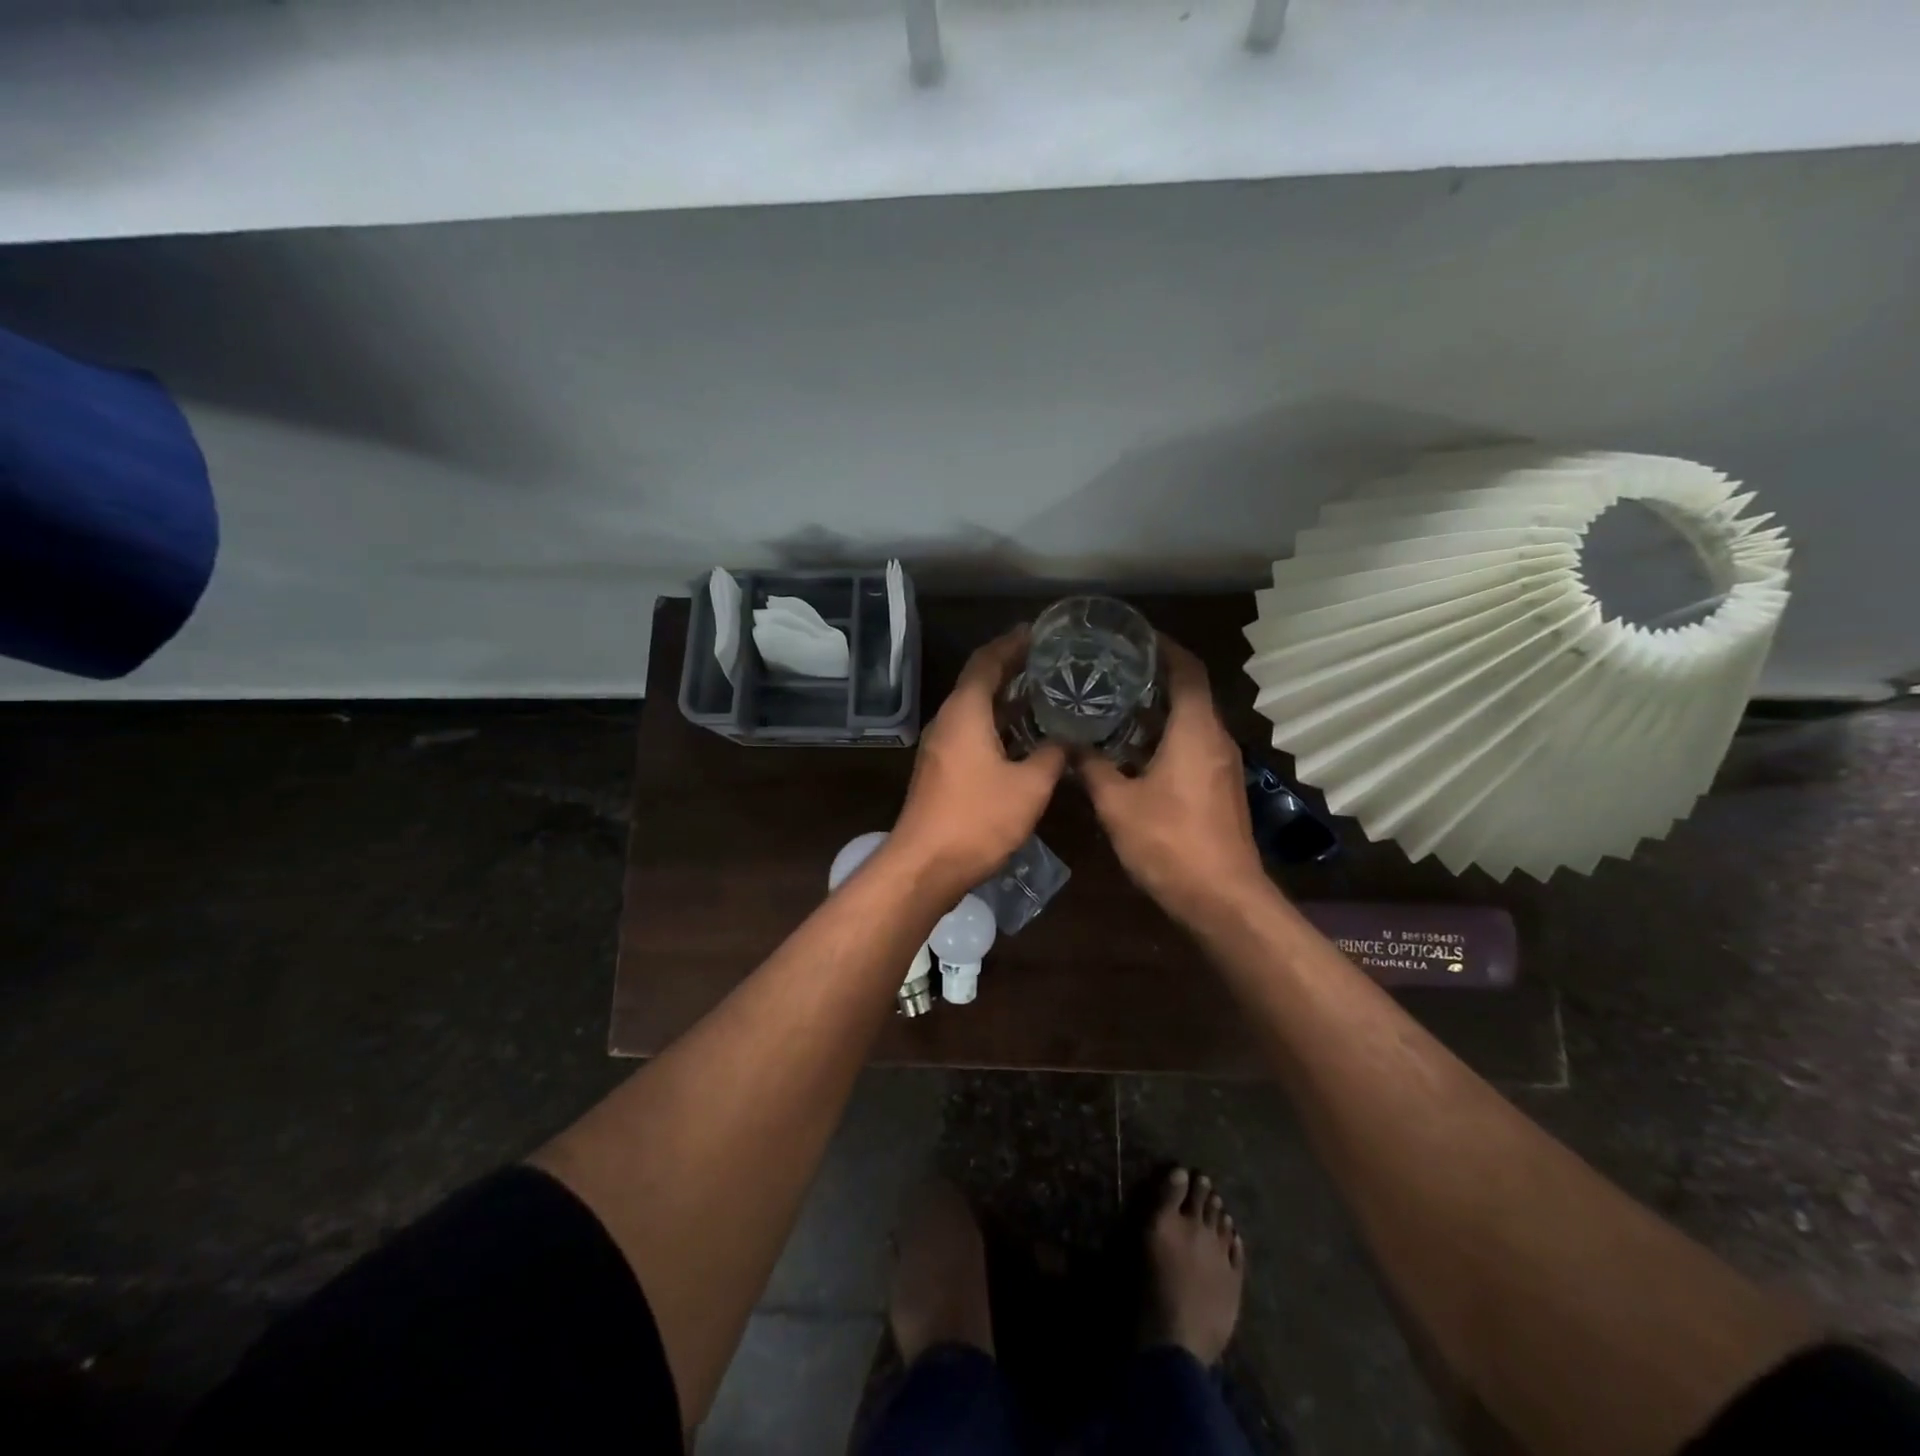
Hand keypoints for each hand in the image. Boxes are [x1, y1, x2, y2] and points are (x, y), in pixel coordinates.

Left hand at [889, 628, 1067, 894]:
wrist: (925, 866)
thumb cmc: (978, 819)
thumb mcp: (1029, 786)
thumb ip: (1053, 755)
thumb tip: (1070, 740)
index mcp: (965, 711)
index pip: (987, 661)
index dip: (1012, 643)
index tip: (1040, 632)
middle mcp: (948, 720)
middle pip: (979, 681)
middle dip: (1012, 668)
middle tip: (1051, 661)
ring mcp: (940, 746)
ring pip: (975, 708)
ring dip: (1005, 698)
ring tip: (1044, 692)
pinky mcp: (941, 769)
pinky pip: (971, 731)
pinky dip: (997, 723)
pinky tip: (1024, 736)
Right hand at [1080, 635, 1267, 926]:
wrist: (1222, 898)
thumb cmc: (1170, 843)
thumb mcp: (1117, 804)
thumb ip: (1092, 767)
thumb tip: (1070, 743)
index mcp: (1195, 731)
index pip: (1187, 669)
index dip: (1164, 647)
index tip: (1133, 636)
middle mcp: (1216, 739)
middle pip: (1190, 691)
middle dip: (1155, 675)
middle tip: (1111, 668)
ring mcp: (1223, 764)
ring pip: (1191, 720)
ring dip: (1159, 707)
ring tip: (1115, 702)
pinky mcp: (1220, 787)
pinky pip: (1193, 744)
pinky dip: (1166, 734)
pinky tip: (1132, 747)